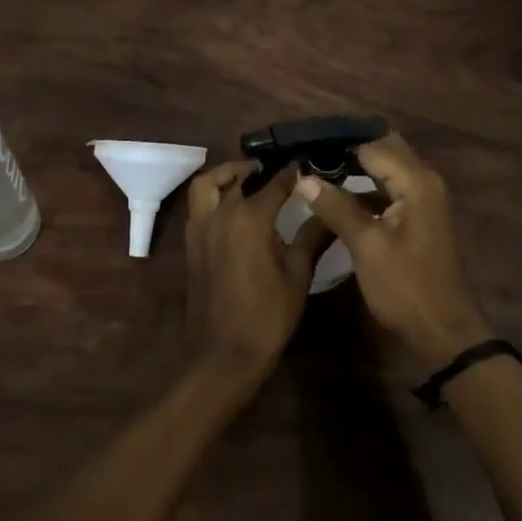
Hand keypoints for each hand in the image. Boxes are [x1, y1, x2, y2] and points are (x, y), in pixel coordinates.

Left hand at [185, 160, 331, 386]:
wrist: (223, 356)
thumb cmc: (267, 316)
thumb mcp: (298, 275)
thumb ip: (313, 236)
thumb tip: (330, 208)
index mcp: (251, 217)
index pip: (276, 180)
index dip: (294, 170)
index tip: (309, 164)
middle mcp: (222, 213)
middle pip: (241, 177)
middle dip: (262, 170)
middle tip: (283, 173)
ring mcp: (201, 226)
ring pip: (209, 183)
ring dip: (228, 174)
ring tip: (249, 179)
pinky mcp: (191, 242)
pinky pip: (199, 204)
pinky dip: (213, 193)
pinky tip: (232, 206)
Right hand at [298, 133, 494, 367]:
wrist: (444, 332)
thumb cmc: (406, 286)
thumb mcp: (366, 246)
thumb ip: (336, 207)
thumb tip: (304, 178)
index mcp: (416, 180)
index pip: (373, 145)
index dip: (339, 144)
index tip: (305, 145)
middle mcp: (424, 180)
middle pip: (384, 149)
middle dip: (349, 149)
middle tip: (311, 153)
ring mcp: (424, 198)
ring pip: (387, 168)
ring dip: (357, 166)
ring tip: (317, 168)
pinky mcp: (419, 215)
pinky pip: (390, 187)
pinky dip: (367, 186)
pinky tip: (339, 194)